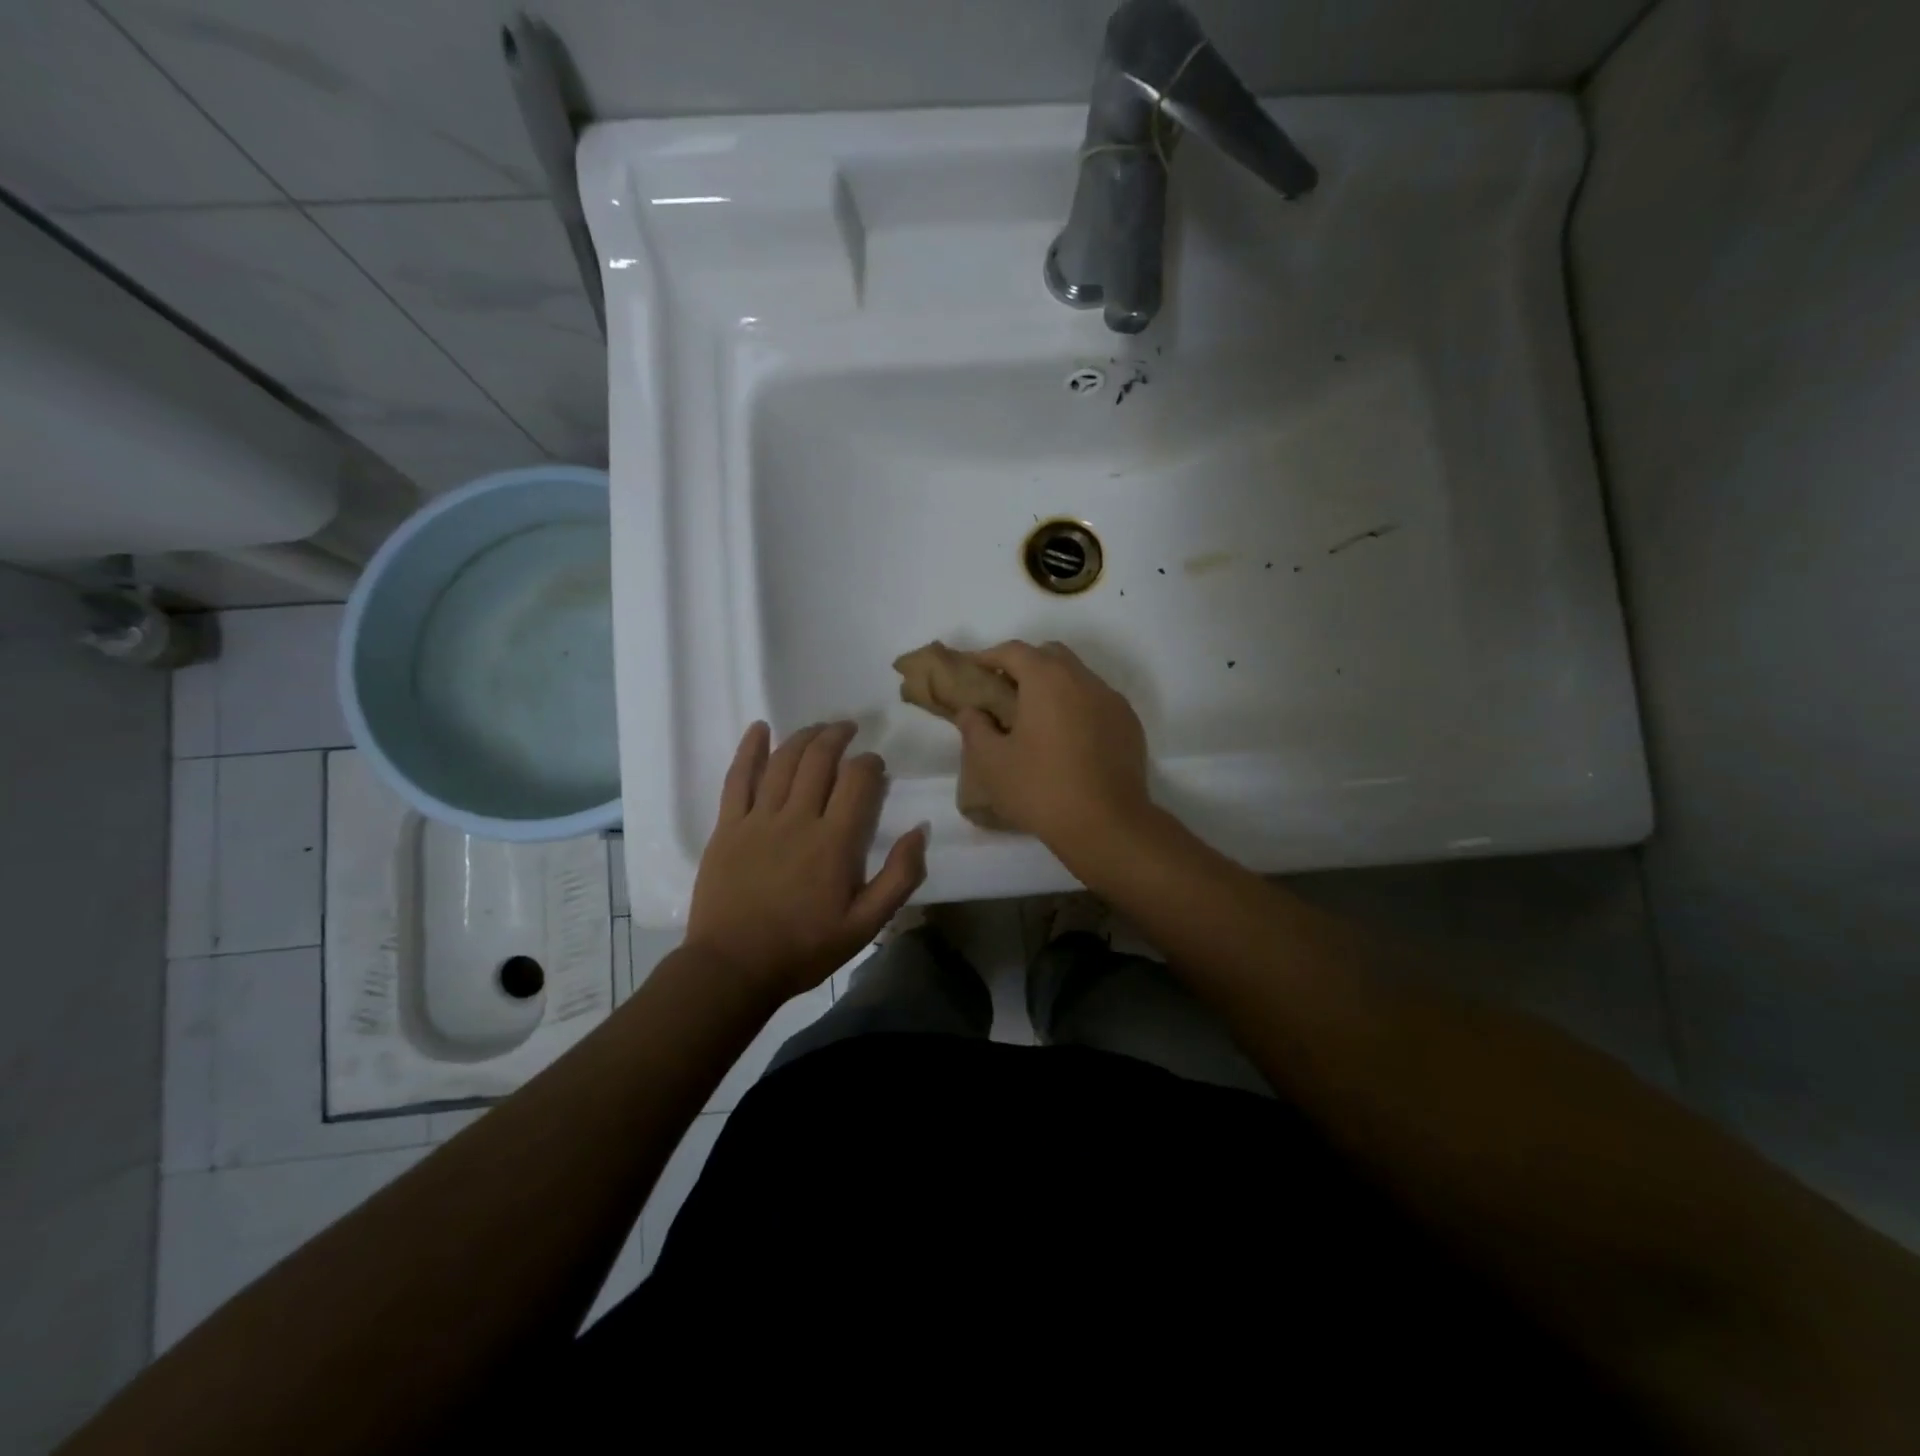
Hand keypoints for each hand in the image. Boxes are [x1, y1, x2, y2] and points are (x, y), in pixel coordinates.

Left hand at [686, 721, 926, 998]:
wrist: (733, 968)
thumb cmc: (804, 948)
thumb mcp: (865, 925)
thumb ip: (899, 877)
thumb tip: (919, 831)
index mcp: (835, 842)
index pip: (858, 781)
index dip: (870, 764)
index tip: (875, 764)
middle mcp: (797, 819)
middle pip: (820, 760)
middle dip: (837, 737)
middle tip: (848, 729)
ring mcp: (758, 819)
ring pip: (783, 762)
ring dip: (804, 737)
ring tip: (818, 728)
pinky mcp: (728, 827)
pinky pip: (738, 778)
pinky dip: (750, 750)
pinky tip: (760, 729)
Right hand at [955, 641, 1150, 854]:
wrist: (1107, 825)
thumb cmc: (1041, 789)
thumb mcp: (992, 763)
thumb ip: (975, 728)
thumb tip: (971, 711)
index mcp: (1047, 680)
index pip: (1014, 651)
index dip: (989, 656)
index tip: (973, 670)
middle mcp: (1083, 679)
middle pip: (1050, 655)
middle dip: (1025, 665)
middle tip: (1004, 691)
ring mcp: (1112, 700)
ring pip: (1078, 677)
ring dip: (1054, 686)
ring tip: (1036, 717)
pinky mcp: (1129, 724)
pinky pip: (1097, 701)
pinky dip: (1077, 706)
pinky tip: (1067, 738)